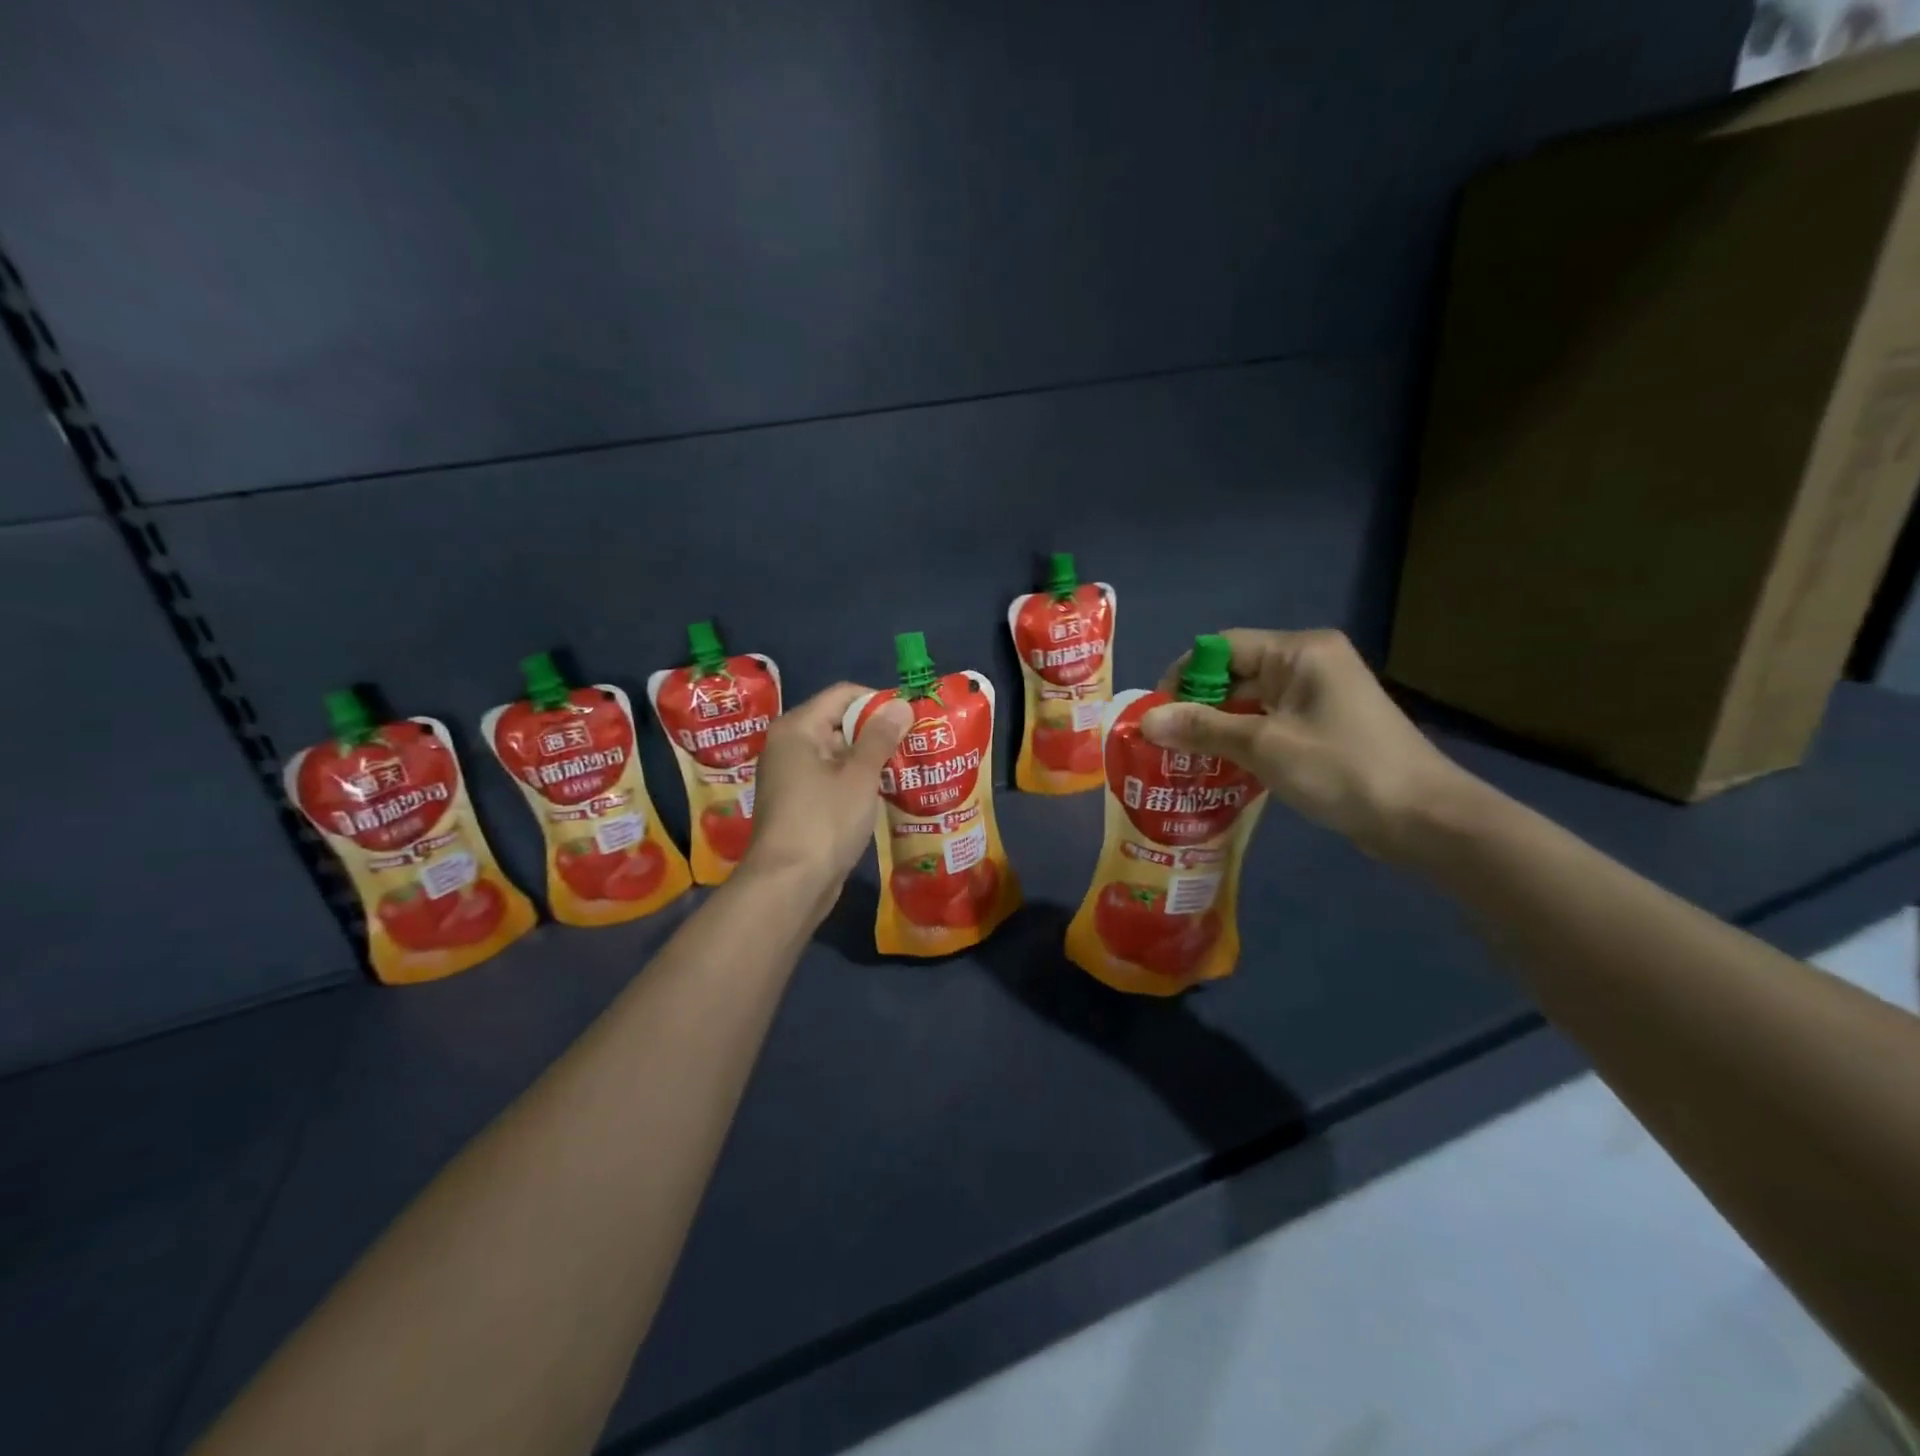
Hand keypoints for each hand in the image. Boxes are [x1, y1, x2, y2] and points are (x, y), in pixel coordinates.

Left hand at [737, 683, 910, 905]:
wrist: (789, 885)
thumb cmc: (825, 821)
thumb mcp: (860, 776)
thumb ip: (880, 737)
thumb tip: (900, 704)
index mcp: (797, 728)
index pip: (842, 695)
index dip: (878, 701)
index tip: (910, 717)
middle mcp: (788, 746)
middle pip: (838, 723)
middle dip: (877, 732)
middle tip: (915, 743)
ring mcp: (790, 777)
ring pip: (836, 754)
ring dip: (869, 759)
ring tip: (907, 767)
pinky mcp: (797, 804)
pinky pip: (830, 780)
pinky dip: (855, 782)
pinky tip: (884, 793)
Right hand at [1143, 629, 1472, 859]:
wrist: (1424, 819)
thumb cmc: (1342, 770)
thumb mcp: (1264, 746)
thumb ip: (1203, 729)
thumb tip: (1145, 720)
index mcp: (1300, 652)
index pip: (1223, 647)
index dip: (1184, 676)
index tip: (1157, 714)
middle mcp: (1309, 664)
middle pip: (1235, 674)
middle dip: (1197, 707)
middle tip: (1164, 744)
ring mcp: (1318, 696)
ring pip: (1250, 703)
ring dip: (1217, 729)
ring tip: (1181, 761)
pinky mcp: (1323, 727)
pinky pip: (1269, 724)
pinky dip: (1242, 742)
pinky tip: (1218, 770)